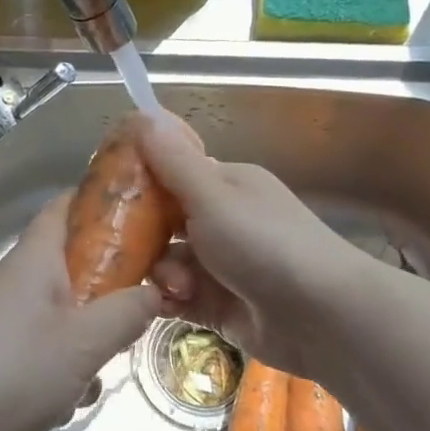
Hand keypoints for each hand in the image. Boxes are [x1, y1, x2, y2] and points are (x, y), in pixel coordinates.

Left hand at [0, 193, 163, 430]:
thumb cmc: (9, 371)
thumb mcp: (83, 344)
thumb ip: (126, 313)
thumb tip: (156, 290)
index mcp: (34, 258)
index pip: (66, 205)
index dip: (101, 201)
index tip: (144, 213)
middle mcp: (14, 278)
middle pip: (70, 263)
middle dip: (107, 287)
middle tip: (138, 312)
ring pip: (59, 311)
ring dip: (85, 337)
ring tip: (95, 374)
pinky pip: (39, 344)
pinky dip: (59, 365)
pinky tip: (63, 402)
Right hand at [134, 111, 368, 389]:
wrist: (325, 318)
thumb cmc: (266, 244)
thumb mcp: (213, 196)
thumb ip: (173, 161)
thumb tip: (142, 112)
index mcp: (226, 185)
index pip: (172, 174)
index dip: (139, 182)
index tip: (104, 195)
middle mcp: (224, 221)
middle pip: (165, 222)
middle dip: (142, 236)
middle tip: (118, 248)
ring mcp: (223, 266)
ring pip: (169, 262)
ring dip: (162, 273)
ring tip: (173, 287)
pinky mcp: (222, 306)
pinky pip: (180, 297)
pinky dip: (170, 300)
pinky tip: (167, 305)